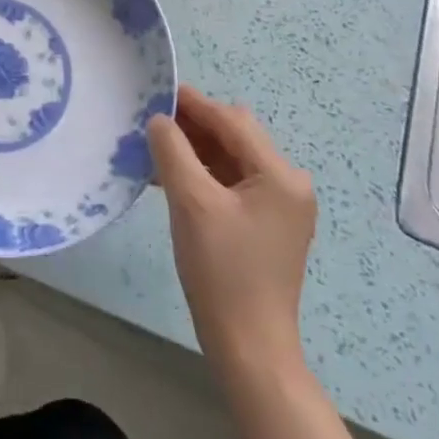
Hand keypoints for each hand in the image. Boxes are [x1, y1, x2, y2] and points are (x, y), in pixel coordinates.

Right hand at [148, 85, 316, 375]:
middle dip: (192, 125)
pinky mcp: (266, 224)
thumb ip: (173, 151)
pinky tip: (169, 177)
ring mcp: (279, 205)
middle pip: (234, 136)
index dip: (192, 103)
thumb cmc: (222, 270)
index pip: (231, 121)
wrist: (249, 347)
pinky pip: (231, 183)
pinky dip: (202, 174)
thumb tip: (159, 119)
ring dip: (194, 150)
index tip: (155, 91)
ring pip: (230, 158)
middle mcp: (288, 183)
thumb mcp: (191, 203)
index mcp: (280, 175)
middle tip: (150, 121)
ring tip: (153, 147)